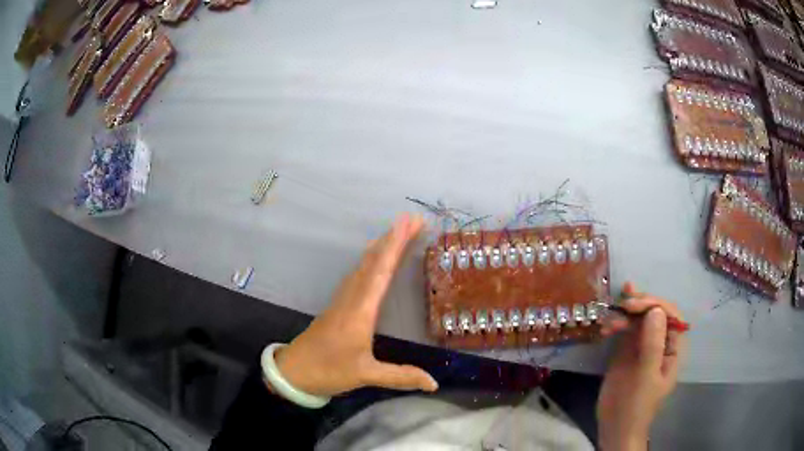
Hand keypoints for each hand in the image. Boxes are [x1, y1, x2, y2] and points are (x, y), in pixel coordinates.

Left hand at [271, 214, 437, 397]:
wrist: (293, 371)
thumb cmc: (328, 371)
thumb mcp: (365, 375)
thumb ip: (401, 377)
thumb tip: (434, 383)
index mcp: (360, 312)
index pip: (380, 273)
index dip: (395, 247)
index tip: (407, 224)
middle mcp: (351, 299)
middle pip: (373, 262)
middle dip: (393, 238)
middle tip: (413, 219)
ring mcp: (342, 300)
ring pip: (364, 265)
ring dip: (382, 246)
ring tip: (399, 231)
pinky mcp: (338, 305)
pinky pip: (357, 274)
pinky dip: (371, 260)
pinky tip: (375, 258)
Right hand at [597, 282, 685, 450]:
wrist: (614, 427)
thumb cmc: (636, 405)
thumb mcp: (646, 376)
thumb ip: (653, 344)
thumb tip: (656, 310)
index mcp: (672, 348)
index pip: (671, 316)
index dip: (656, 305)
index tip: (636, 305)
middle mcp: (659, 342)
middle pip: (654, 314)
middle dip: (640, 306)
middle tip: (622, 304)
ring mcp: (642, 346)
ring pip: (638, 320)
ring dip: (625, 315)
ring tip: (609, 320)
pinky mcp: (625, 352)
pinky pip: (623, 331)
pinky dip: (615, 325)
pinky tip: (606, 325)